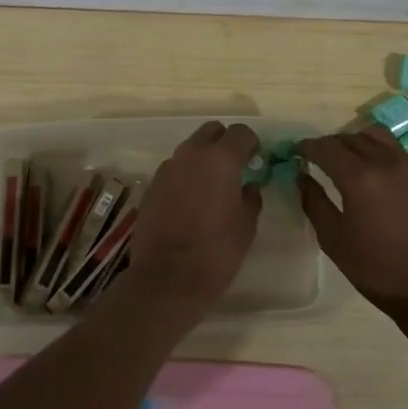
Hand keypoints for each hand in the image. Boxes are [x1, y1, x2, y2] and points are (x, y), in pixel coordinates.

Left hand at [126, 121, 262, 316]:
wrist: (167, 277)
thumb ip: (251, 198)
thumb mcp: (246, 226)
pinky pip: (174, 169)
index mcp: (221, 159)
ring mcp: (168, 167)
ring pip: (190, 149)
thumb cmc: (216, 251)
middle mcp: (192, 154)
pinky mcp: (152, 185)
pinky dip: (185, 176)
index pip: (241, 132)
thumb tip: (249, 187)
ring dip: (202, 159)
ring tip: (211, 187)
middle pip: (211, 131)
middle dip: (224, 142)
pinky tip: (189, 201)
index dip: (251, 143)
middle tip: (234, 167)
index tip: (256, 160)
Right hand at [296, 126, 407, 325]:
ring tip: (348, 159)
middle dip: (329, 144)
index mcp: (359, 177)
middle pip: (350, 137)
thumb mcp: (334, 240)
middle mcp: (385, 162)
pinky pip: (397, 150)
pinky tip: (375, 173)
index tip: (296, 152)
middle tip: (317, 159)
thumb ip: (314, 202)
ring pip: (376, 136)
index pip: (326, 147)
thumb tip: (301, 176)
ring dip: (356, 141)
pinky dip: (379, 151)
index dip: (307, 147)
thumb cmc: (377, 269)